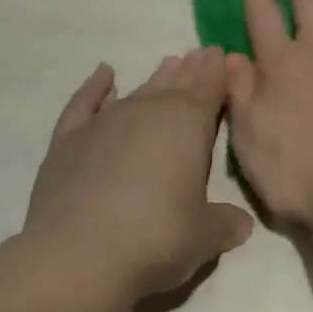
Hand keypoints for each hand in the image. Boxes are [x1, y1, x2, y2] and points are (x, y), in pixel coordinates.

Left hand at [0, 51, 252, 311]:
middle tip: (200, 54)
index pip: (210, 84)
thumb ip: (225, 223)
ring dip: (157, 77)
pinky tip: (104, 75)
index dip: (218, 69)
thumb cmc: (155, 239)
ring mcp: (107, 121)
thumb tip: (242, 223)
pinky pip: (85, 102)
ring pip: (140, 89)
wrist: (76, 257)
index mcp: (189, 122)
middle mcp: (150, 109)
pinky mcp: (69, 139)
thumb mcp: (204, 236)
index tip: (222, 54)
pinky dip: (95, 87)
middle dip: (191, 69)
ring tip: (168, 64)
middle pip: (177, 82)